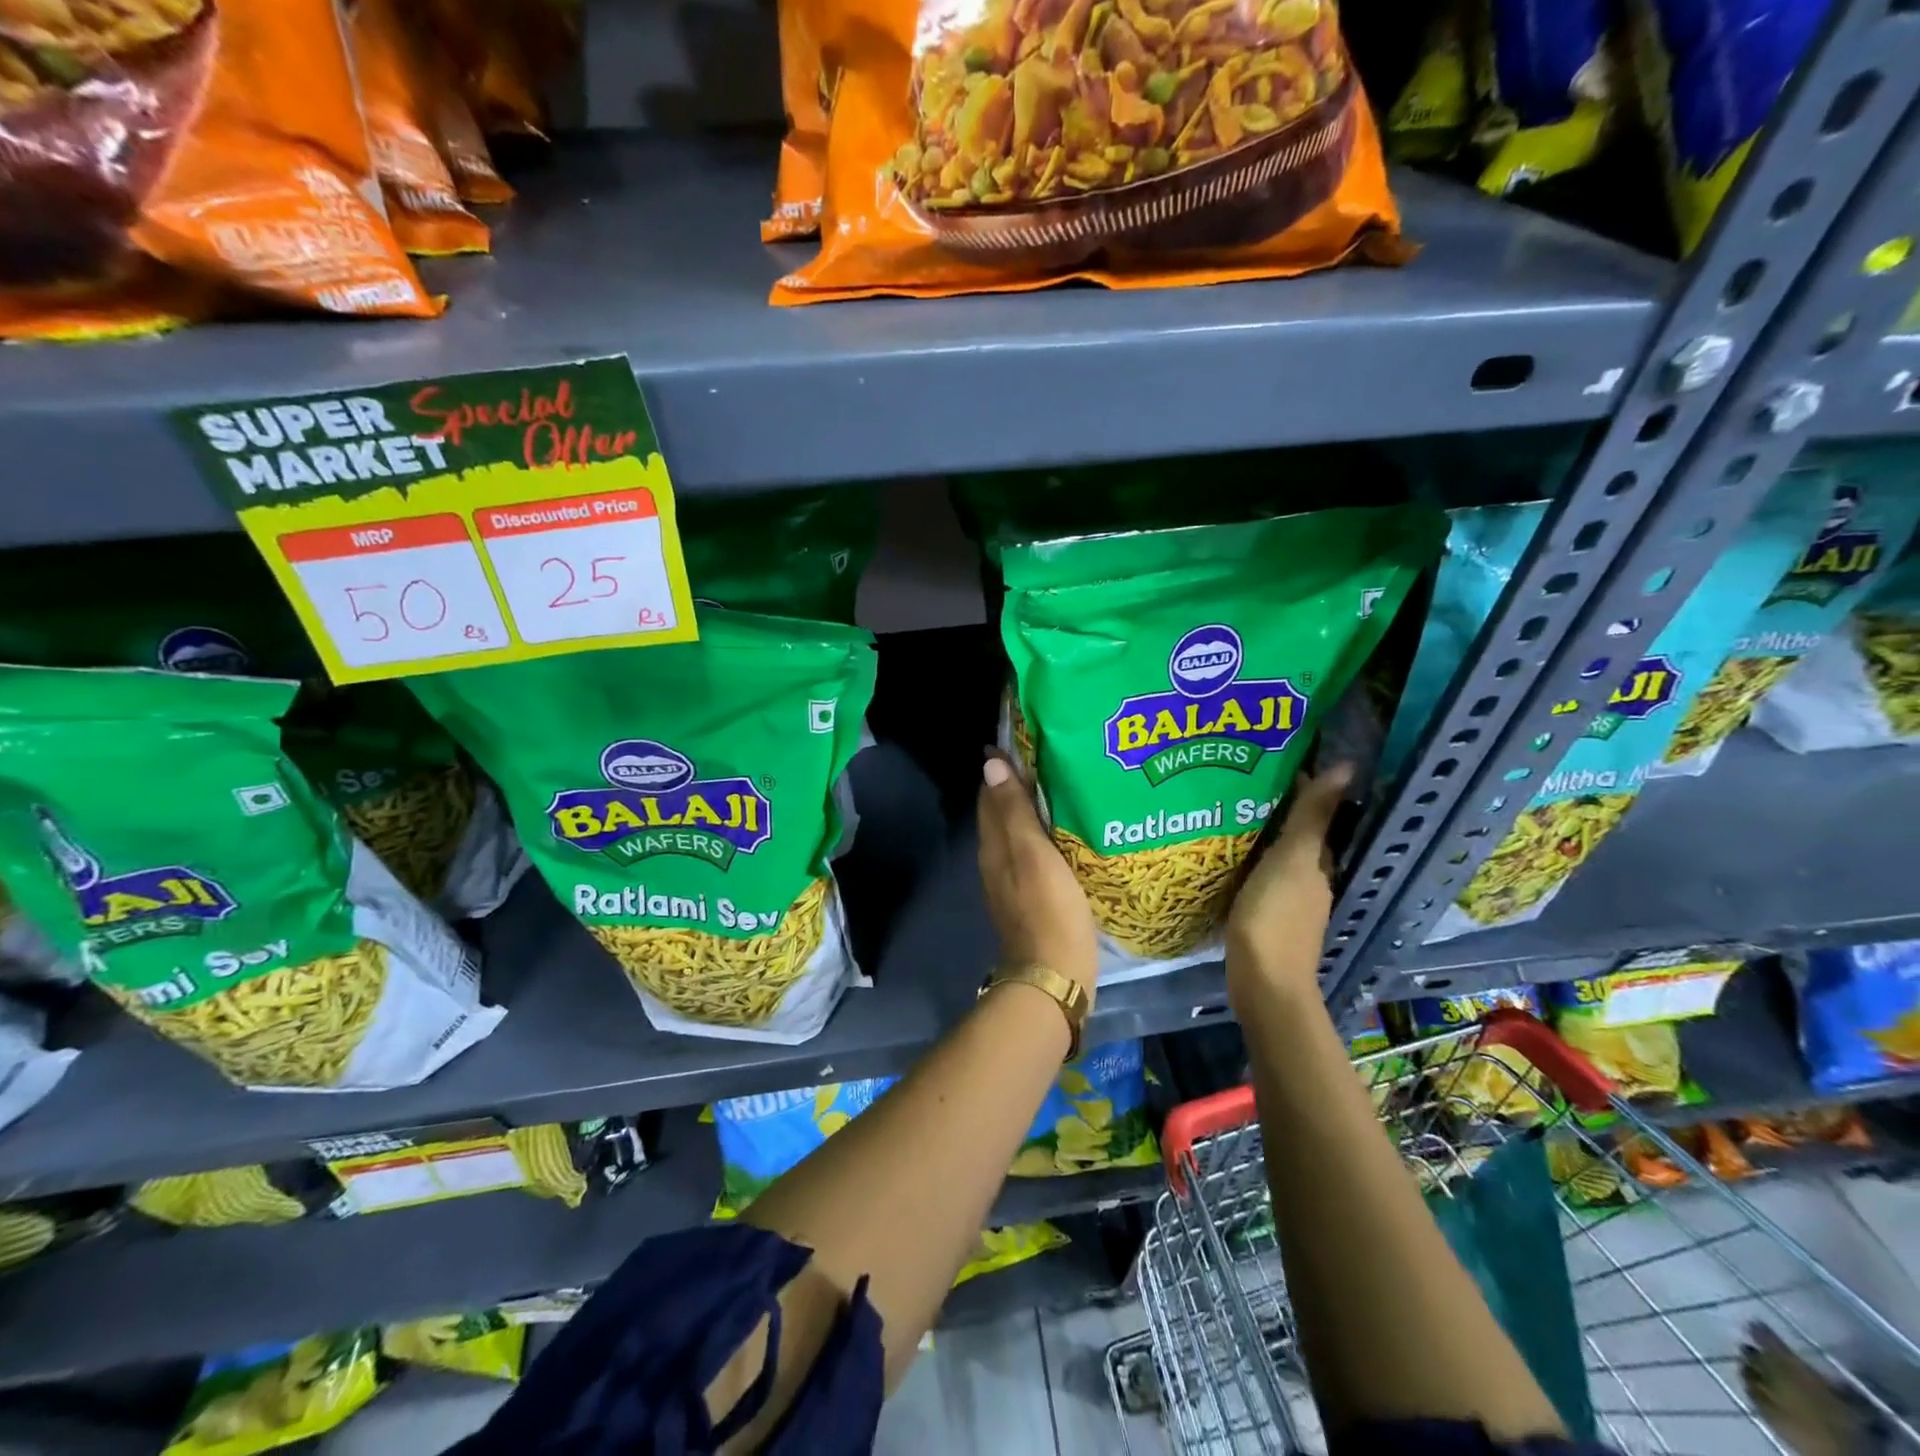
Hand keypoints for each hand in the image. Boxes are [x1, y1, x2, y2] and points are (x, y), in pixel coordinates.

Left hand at [977, 753, 1097, 998]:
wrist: (1054, 977)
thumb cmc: (1048, 909)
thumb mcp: (1032, 854)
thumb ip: (1014, 811)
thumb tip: (991, 765)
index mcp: (993, 845)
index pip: (990, 795)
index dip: (1003, 768)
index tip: (1024, 741)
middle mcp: (995, 860)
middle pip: (1001, 814)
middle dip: (1017, 785)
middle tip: (1049, 759)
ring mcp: (1012, 883)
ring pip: (1016, 835)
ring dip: (1031, 811)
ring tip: (1060, 788)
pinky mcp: (1031, 900)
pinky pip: (1031, 855)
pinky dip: (1042, 837)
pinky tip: (1065, 835)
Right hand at [1225, 763, 1352, 1009]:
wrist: (1262, 981)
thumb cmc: (1276, 915)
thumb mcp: (1293, 858)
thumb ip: (1312, 815)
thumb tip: (1349, 766)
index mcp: (1318, 861)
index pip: (1314, 813)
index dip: (1298, 785)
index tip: (1269, 758)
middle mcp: (1309, 878)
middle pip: (1295, 834)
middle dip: (1274, 807)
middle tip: (1238, 779)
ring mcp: (1287, 899)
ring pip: (1276, 855)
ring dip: (1259, 833)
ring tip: (1225, 809)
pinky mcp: (1263, 916)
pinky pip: (1257, 875)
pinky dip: (1246, 859)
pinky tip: (1223, 854)